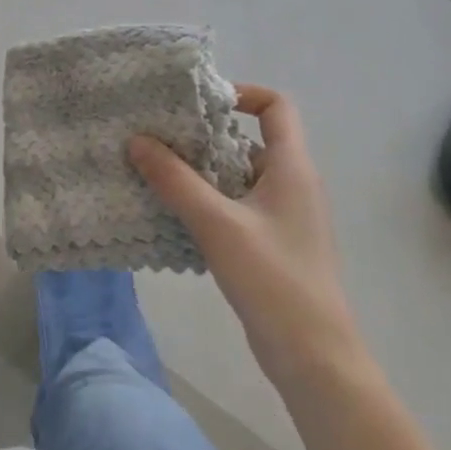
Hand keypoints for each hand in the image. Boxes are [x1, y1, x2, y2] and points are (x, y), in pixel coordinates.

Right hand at [129, 86, 363, 385]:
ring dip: (198, 173)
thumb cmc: (273, 279)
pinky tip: (170, 214)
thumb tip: (137, 140)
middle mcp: (291, 184)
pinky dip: (204, 202)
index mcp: (292, 168)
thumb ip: (175, 180)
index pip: (276, 107)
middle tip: (156, 138)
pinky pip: (233, 207)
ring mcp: (281, 216)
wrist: (314, 355)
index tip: (195, 104)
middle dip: (202, 137)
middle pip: (247, 141)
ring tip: (152, 172)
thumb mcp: (217, 224)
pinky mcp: (270, 244)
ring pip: (235, 177)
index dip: (241, 94)